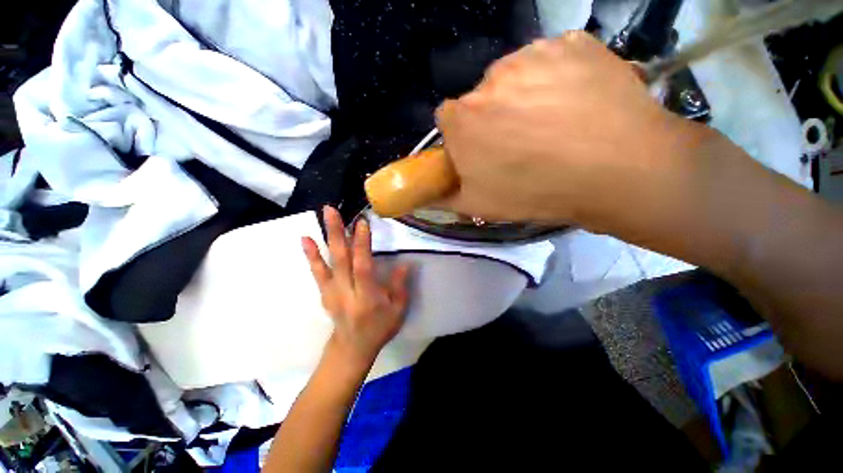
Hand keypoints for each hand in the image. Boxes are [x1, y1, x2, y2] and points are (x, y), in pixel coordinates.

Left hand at [302, 206, 410, 367]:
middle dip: (337, 233)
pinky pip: (317, 271)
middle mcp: (346, 292)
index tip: (361, 223)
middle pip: (341, 260)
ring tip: (322, 216)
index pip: (363, 267)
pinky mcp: (325, 292)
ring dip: (325, 237)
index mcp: (367, 297)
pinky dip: (311, 255)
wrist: (352, 348)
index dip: (362, 245)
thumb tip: (405, 264)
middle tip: (331, 210)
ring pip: (327, 262)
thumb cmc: (379, 328)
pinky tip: (306, 239)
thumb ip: (399, 287)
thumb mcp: (397, 311)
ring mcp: (332, 292)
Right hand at [435, 31, 707, 228]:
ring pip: (515, 76)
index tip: (481, 151)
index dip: (463, 137)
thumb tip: (424, 195)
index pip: (448, 120)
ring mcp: (533, 53)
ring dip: (524, 97)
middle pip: (481, 98)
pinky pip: (551, 60)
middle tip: (521, 144)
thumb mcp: (480, 206)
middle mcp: (489, 78)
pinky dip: (557, 79)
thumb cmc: (537, 193)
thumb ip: (443, 198)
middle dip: (492, 119)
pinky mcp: (572, 43)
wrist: (618, 172)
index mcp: (463, 119)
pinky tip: (575, 104)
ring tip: (552, 125)